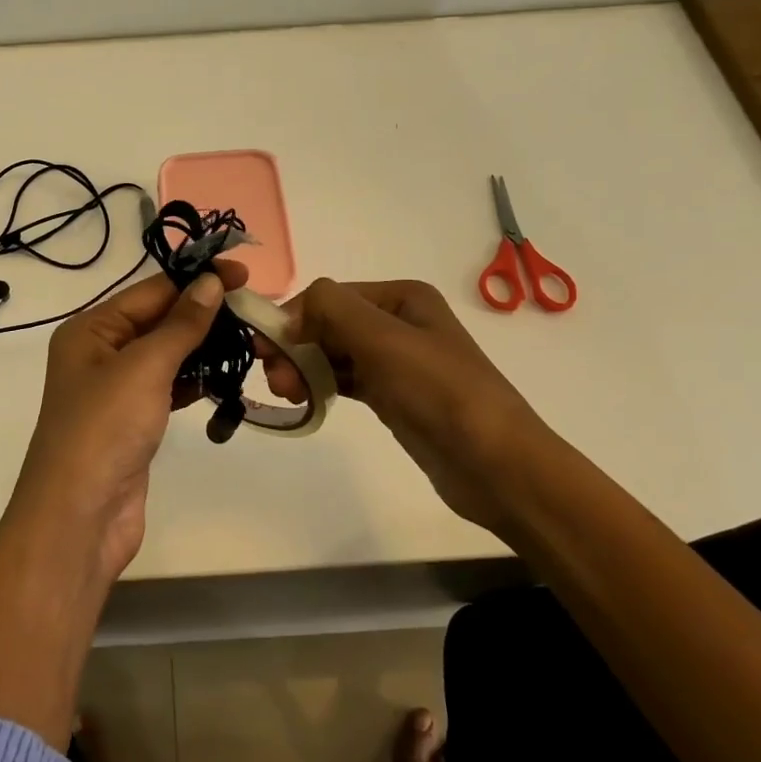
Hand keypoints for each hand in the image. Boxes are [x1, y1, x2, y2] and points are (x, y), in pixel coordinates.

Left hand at [10, 257, 248, 585]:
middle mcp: (100, 353)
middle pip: (160, 321)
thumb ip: (181, 324)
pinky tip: (227, 377)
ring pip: (169, 356)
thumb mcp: (144, 367)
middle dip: (205, 315)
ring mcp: (117, 391)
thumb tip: (211, 282)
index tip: (243, 275)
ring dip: (205, 348)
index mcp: (90, 330)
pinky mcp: (135, 422)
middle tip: (256, 312)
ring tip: (252, 342)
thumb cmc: (105, 429)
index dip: (197, 280)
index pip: (151, 292)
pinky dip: (197, 381)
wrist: (80, 517)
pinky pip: (170, 388)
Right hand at [258, 278, 550, 530]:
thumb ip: (332, 309)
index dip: (294, 318)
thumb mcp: (384, 339)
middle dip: (296, 347)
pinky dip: (321, 386)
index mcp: (401, 297)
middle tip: (275, 380)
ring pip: (333, 354)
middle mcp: (398, 322)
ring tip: (287, 394)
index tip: (265, 349)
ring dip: (304, 368)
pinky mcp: (392, 396)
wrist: (495, 464)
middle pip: (328, 324)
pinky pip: (344, 381)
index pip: (330, 297)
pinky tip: (303, 400)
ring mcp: (395, 361)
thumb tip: (291, 311)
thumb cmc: (439, 392)